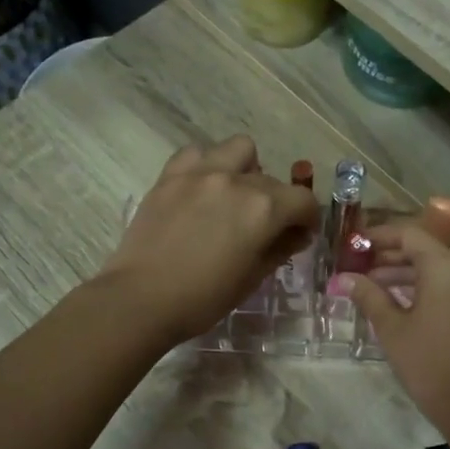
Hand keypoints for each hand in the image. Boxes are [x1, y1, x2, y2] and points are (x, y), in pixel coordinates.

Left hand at [99, 136, 318, 344]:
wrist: (141, 299)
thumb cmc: (203, 299)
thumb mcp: (252, 278)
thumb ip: (279, 248)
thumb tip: (295, 234)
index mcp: (264, 209)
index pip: (303, 201)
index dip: (308, 219)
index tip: (300, 234)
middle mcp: (237, 181)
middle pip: (272, 180)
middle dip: (277, 201)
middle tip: (264, 226)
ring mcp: (200, 173)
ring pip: (238, 149)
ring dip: (245, 168)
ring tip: (234, 195)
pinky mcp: (170, 175)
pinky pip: (197, 153)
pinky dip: (206, 165)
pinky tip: (202, 188)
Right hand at [345, 224, 449, 430]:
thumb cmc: (428, 362)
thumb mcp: (391, 327)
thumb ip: (368, 296)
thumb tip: (343, 278)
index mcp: (445, 265)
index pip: (409, 234)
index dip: (378, 236)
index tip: (352, 245)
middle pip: (423, 249)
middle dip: (388, 256)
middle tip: (356, 266)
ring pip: (434, 269)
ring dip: (402, 273)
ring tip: (368, 286)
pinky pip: (445, 285)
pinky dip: (420, 287)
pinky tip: (393, 302)